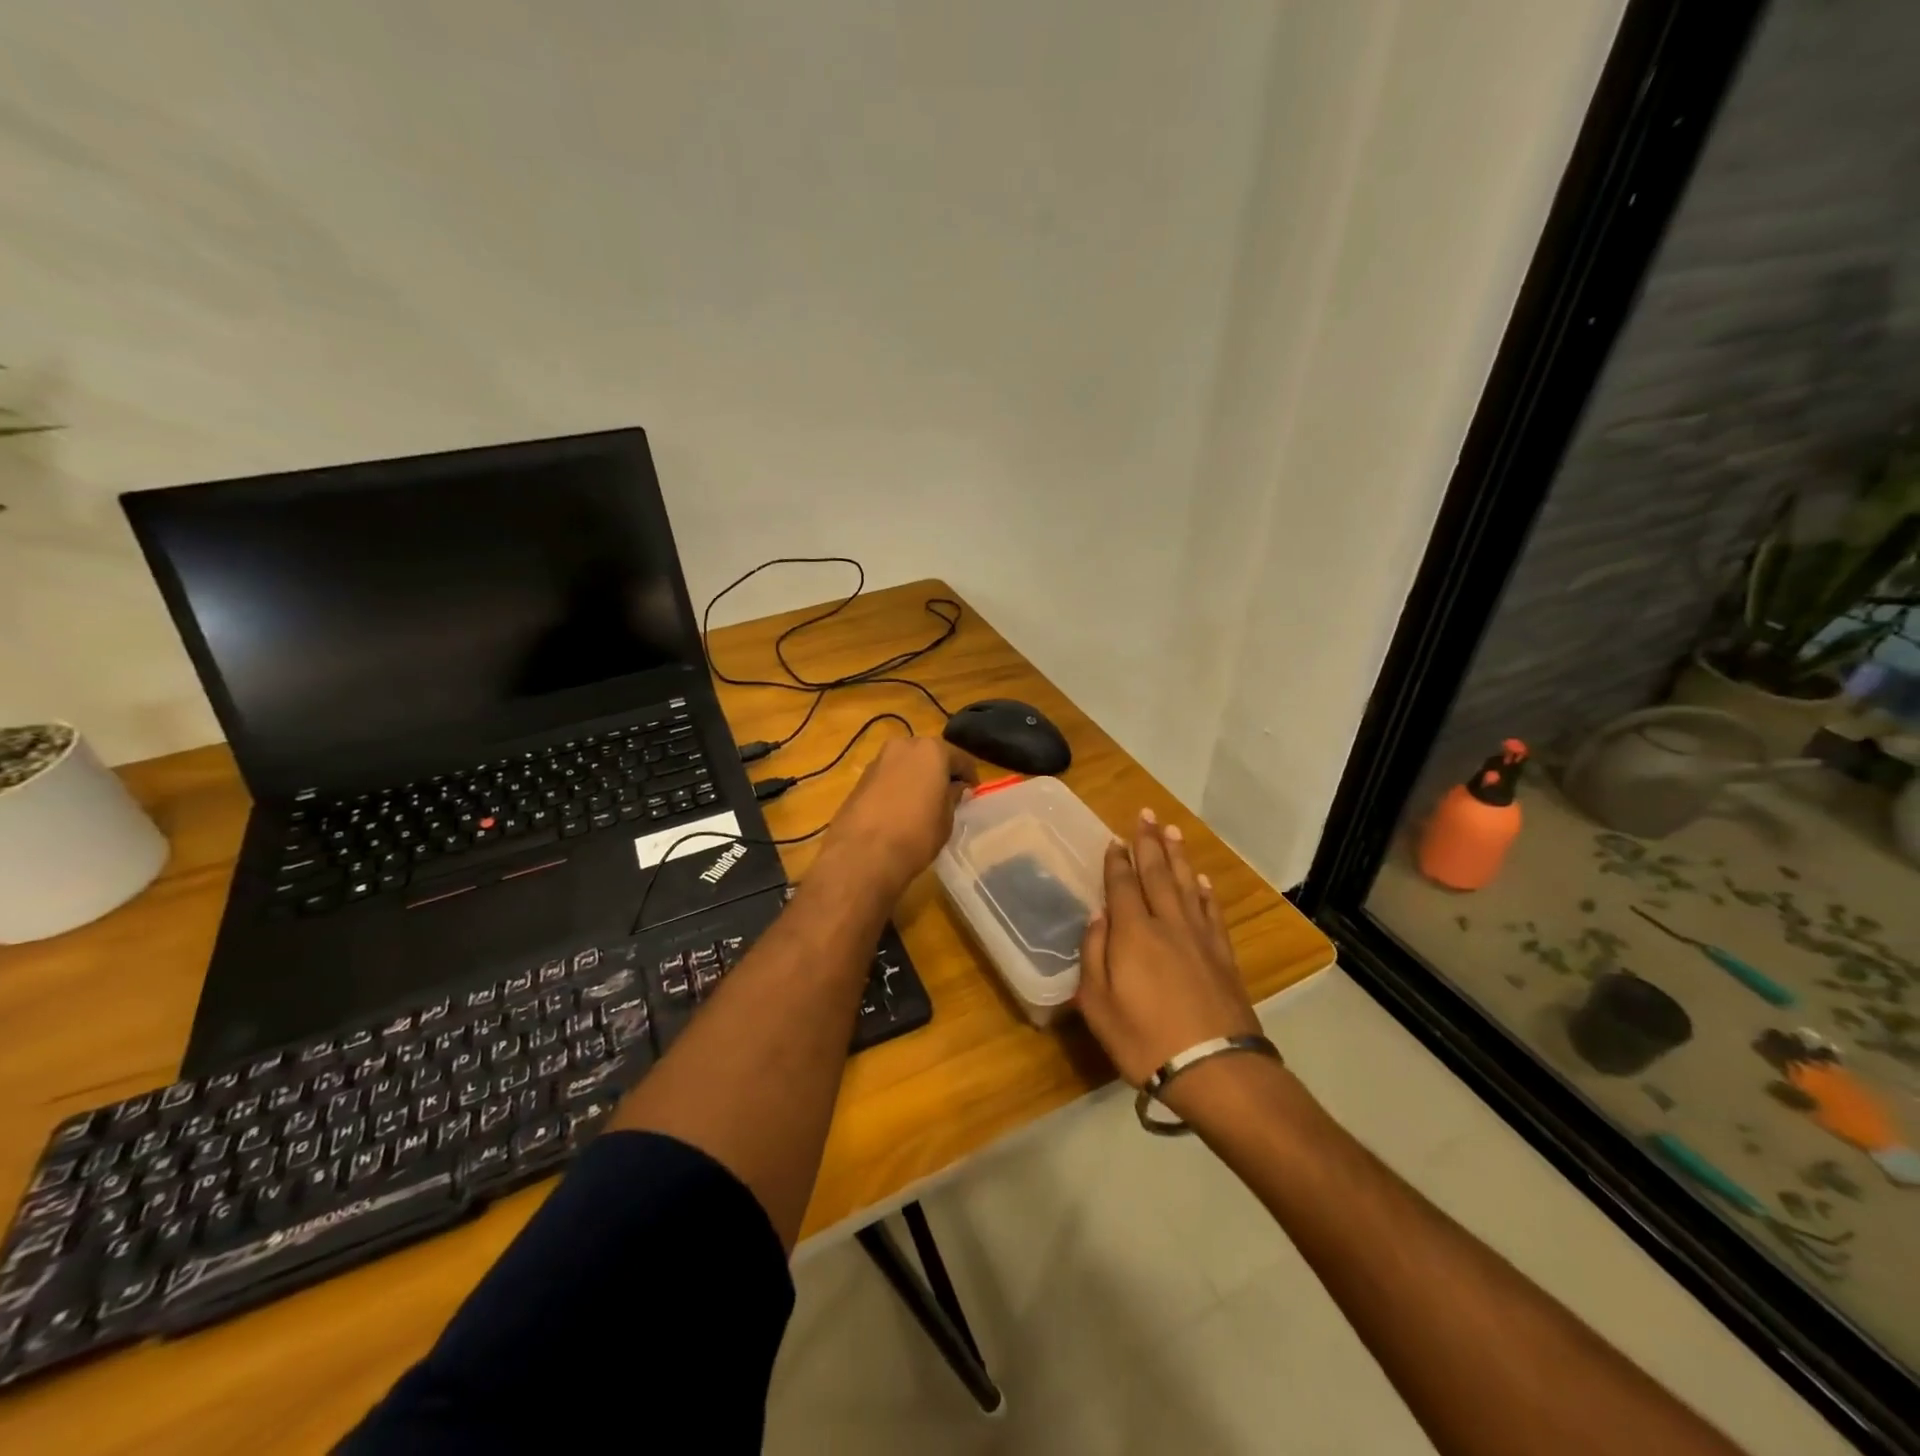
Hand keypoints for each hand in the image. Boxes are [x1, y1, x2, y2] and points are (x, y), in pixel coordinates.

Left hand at [817, 738, 975, 901]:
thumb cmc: (916, 834)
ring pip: (906, 764)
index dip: (969, 776)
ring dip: (917, 777)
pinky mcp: (860, 779)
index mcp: (931, 750)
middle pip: (929, 755)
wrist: (862, 854)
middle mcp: (903, 746)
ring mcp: (878, 760)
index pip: (960, 758)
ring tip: (924, 802)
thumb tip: (955, 788)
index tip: (973, 792)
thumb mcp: (946, 819)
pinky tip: (901, 808)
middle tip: (948, 794)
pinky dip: (898, 786)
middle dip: (940, 771)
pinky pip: (888, 777)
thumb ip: (952, 797)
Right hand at [1076, 809, 1259, 1087]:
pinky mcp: (1223, 955)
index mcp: (1133, 933)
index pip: (1122, 885)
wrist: (1215, 1069)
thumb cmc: (1145, 1040)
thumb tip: (1098, 918)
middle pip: (1157, 874)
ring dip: (1178, 856)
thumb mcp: (1098, 1005)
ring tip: (1172, 831)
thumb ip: (1094, 955)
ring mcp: (1200, 938)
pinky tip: (1202, 880)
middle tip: (1146, 814)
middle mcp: (1167, 924)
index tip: (1114, 838)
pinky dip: (1206, 892)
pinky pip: (1212, 912)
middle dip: (1149, 842)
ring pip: (1187, 885)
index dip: (1117, 861)